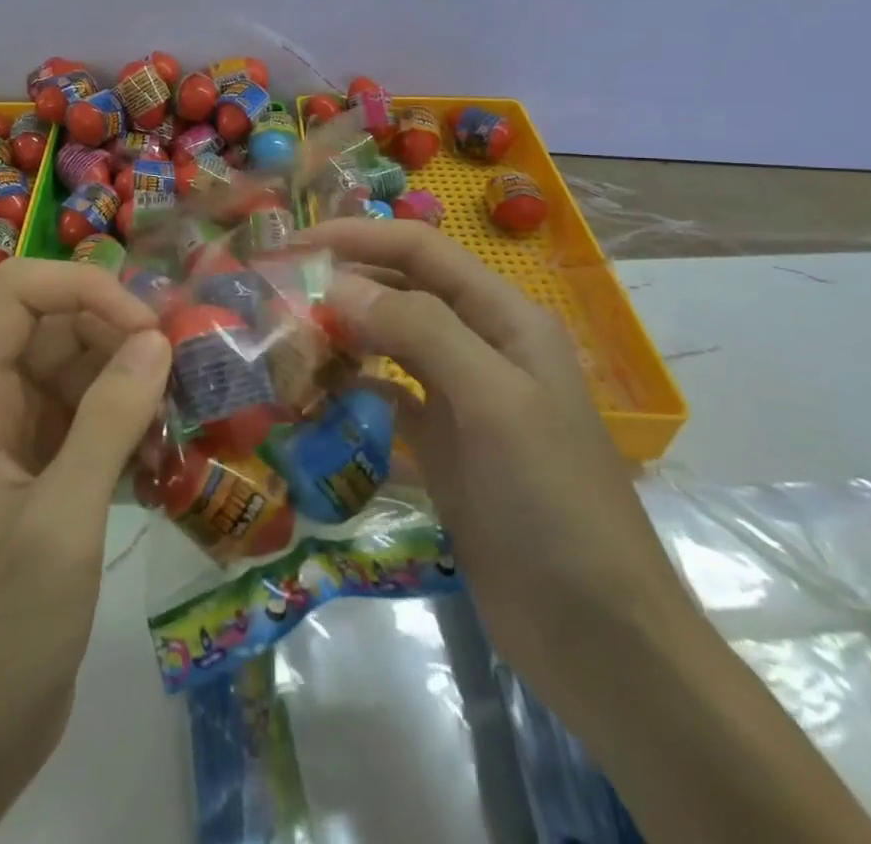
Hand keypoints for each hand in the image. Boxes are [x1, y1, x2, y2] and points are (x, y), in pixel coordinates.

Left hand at [0, 260, 168, 843]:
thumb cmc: (0, 628)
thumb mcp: (62, 520)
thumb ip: (110, 420)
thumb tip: (157, 339)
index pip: (19, 291)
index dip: (84, 288)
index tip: (146, 329)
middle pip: (54, 324)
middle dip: (118, 333)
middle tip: (182, 369)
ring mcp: (13, 435)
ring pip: (76, 366)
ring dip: (129, 376)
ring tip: (179, 408)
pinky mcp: (40, 469)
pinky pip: (86, 412)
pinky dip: (125, 416)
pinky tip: (163, 446)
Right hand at [310, 219, 870, 843]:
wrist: (596, 634)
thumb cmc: (551, 501)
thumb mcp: (492, 401)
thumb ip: (418, 330)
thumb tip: (337, 284)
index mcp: (504, 317)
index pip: (420, 250)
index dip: (358, 237)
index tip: (293, 246)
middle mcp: (480, 344)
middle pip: (400, 292)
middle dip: (341, 287)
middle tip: (274, 299)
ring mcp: (459, 397)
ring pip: (388, 344)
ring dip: (340, 338)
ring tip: (286, 345)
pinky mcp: (440, 444)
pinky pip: (385, 397)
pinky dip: (350, 390)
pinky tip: (314, 400)